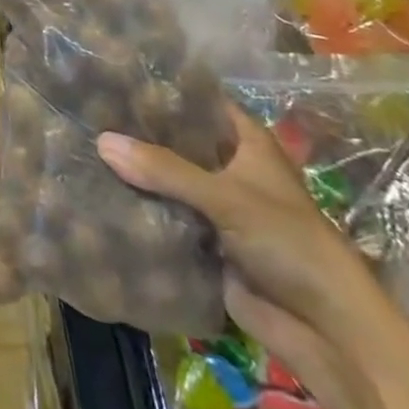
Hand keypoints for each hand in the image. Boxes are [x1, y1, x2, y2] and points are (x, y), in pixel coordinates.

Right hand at [97, 104, 382, 374]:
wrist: (325, 330)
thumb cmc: (289, 243)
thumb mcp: (226, 197)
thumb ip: (165, 169)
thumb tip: (101, 141)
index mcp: (246, 143)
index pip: (199, 102)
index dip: (163, 90)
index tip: (115, 78)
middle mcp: (229, 168)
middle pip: (177, 142)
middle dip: (139, 134)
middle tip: (87, 114)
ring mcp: (216, 207)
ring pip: (167, 182)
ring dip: (135, 174)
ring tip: (82, 148)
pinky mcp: (205, 243)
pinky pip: (165, 219)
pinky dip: (139, 211)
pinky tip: (98, 195)